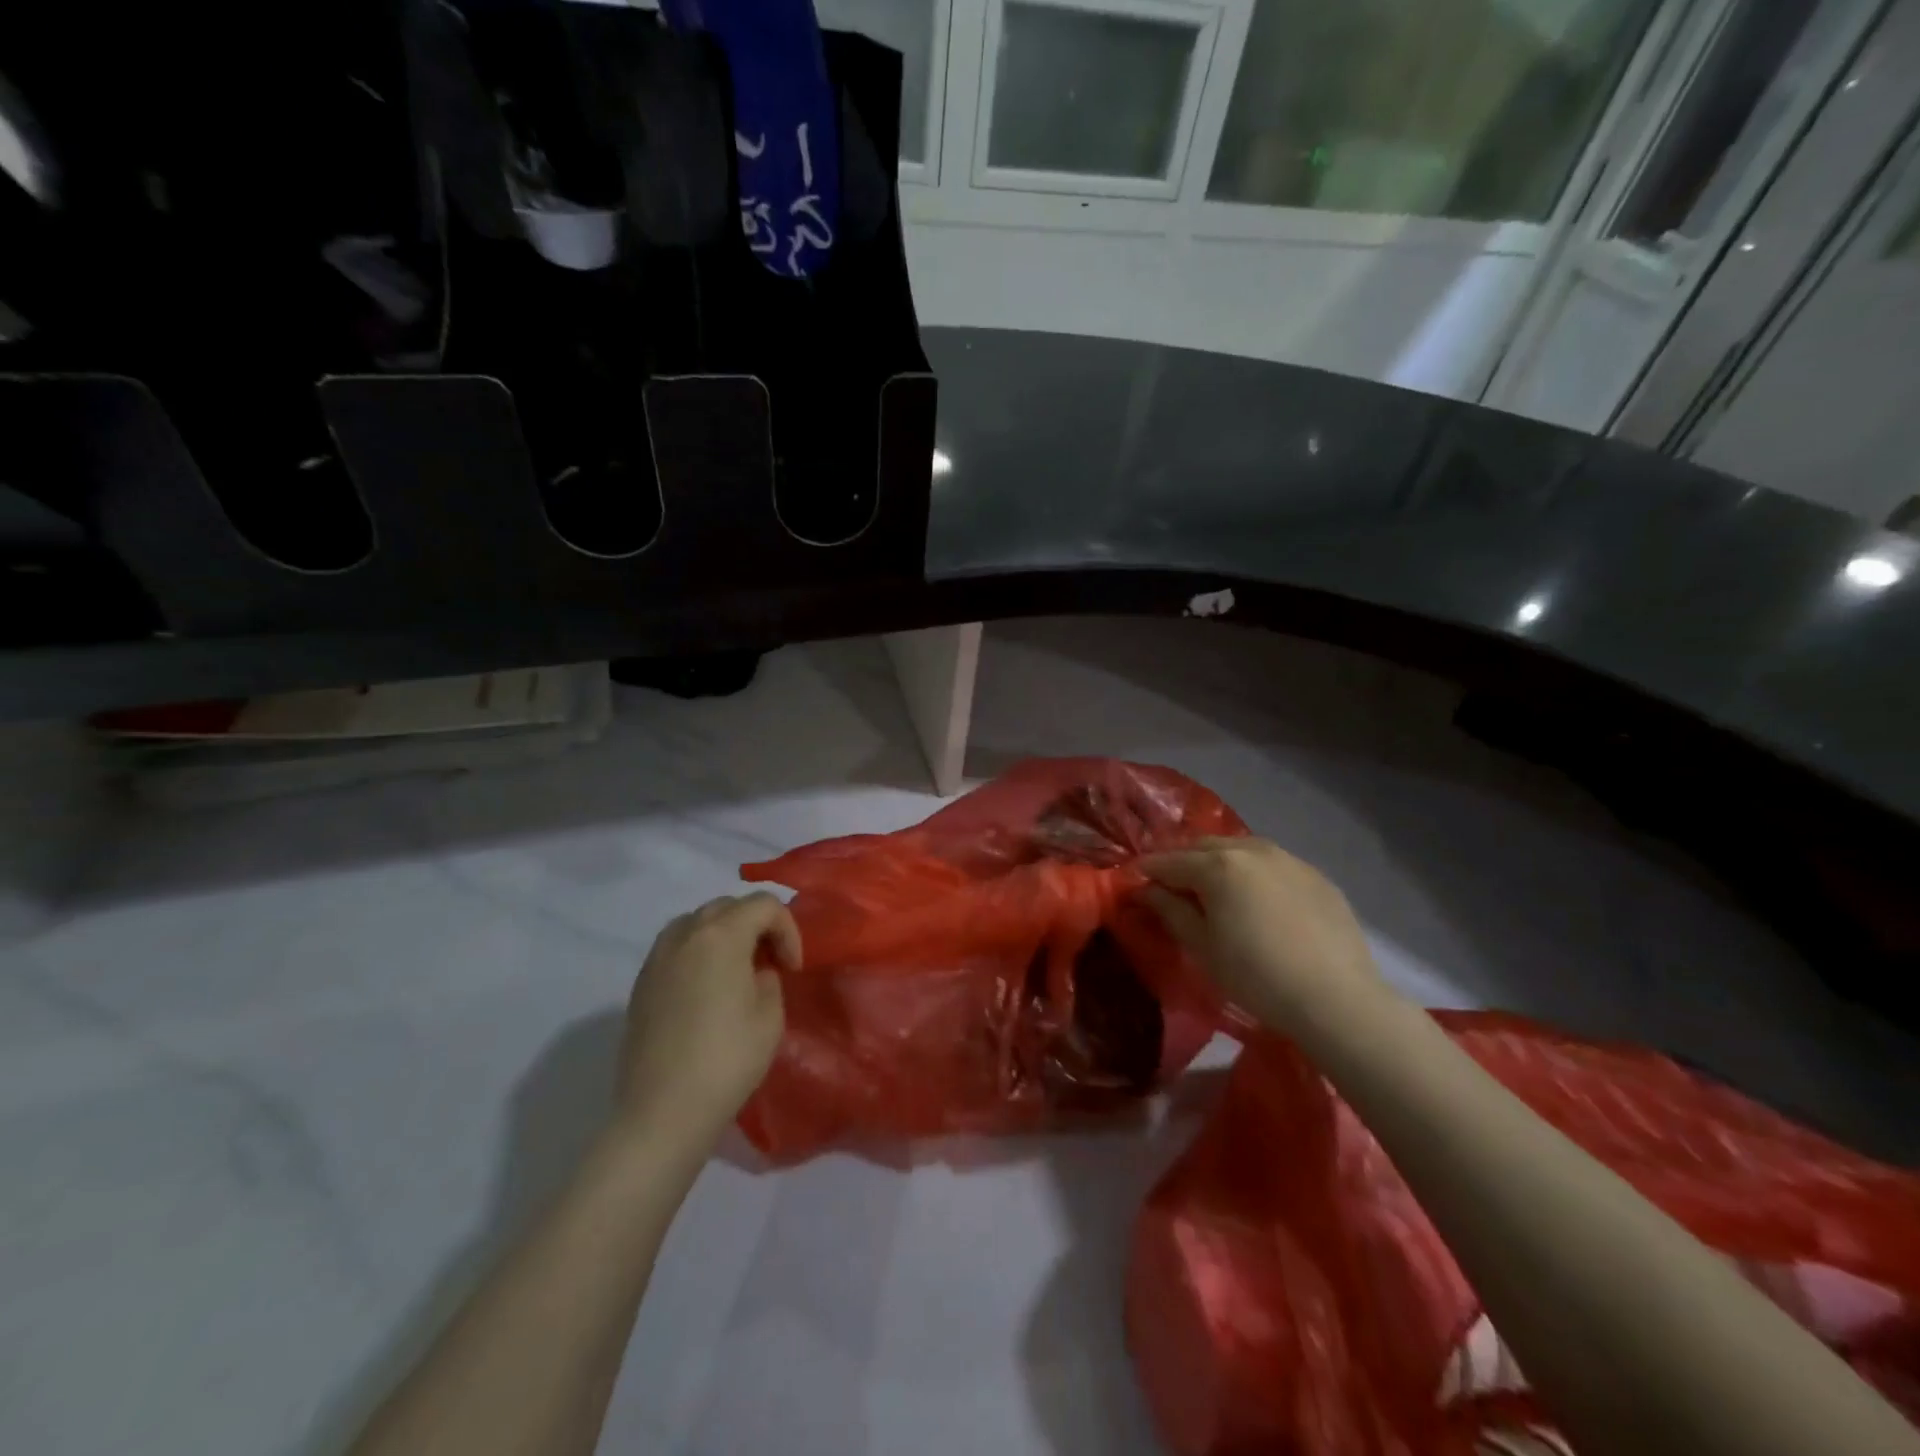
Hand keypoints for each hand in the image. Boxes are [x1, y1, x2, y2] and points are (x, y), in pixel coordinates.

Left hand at [615, 892, 798, 1155]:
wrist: (662, 1113)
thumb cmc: (727, 1060)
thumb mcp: (770, 1016)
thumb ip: (769, 979)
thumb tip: (754, 972)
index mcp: (721, 935)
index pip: (764, 905)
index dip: (788, 930)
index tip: (792, 968)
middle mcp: (685, 934)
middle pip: (728, 907)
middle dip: (756, 925)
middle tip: (770, 962)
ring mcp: (657, 958)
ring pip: (697, 923)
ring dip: (724, 935)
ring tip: (737, 971)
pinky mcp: (640, 984)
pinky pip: (676, 948)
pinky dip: (698, 953)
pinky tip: (707, 990)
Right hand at [1141, 837, 1383, 1033]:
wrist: (1337, 998)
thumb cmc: (1256, 976)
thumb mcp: (1202, 947)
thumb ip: (1170, 910)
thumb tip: (1146, 890)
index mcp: (1217, 865)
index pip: (1168, 861)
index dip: (1147, 872)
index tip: (1134, 885)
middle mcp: (1250, 849)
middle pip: (1203, 847)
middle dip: (1182, 862)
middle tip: (1172, 888)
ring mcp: (1288, 858)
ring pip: (1240, 850)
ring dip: (1219, 863)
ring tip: (1216, 891)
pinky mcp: (1316, 875)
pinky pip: (1273, 864)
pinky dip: (1254, 874)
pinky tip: (1259, 902)